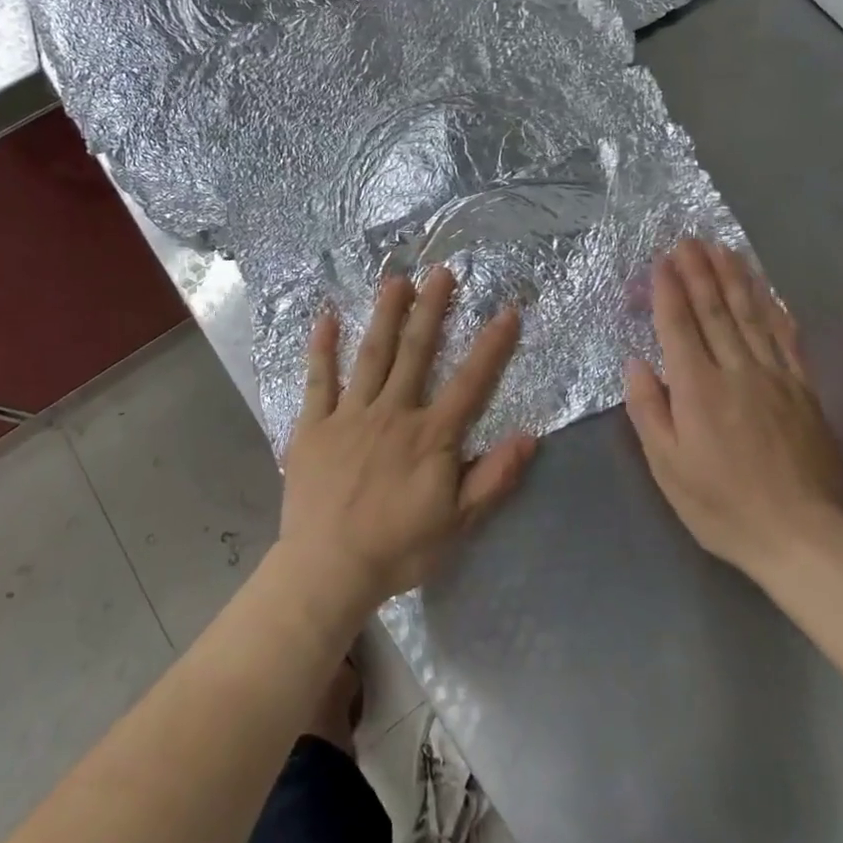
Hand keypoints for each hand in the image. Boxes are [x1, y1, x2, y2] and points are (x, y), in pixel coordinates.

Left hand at [278, 267, 536, 611]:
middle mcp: (392, 413)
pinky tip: (325, 318)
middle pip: (416, 353)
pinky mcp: (314, 425)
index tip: (506, 311)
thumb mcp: (457, 524)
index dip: (491, 346)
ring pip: (371, 355)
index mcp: (429, 436)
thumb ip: (493, 478)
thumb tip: (529, 436)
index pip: (469, 383)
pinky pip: (318, 380)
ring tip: (395, 280)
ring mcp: (350, 415)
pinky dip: (322, 348)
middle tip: (441, 272)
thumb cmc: (397, 549)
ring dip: (385, 316)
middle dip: (431, 310)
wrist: (327, 570)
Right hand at [625, 239, 842, 584]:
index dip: (669, 290)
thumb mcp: (668, 467)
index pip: (679, 325)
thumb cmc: (723, 505)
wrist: (805, 537)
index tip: (662, 260)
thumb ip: (649, 410)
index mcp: (698, 388)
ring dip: (735, 278)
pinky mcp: (803, 390)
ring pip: (751, 315)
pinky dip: (775, 310)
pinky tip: (768, 292)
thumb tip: (636, 362)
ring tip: (723, 249)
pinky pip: (787, 339)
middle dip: (699, 271)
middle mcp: (736, 370)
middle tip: (689, 239)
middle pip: (715, 310)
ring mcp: (775, 377)